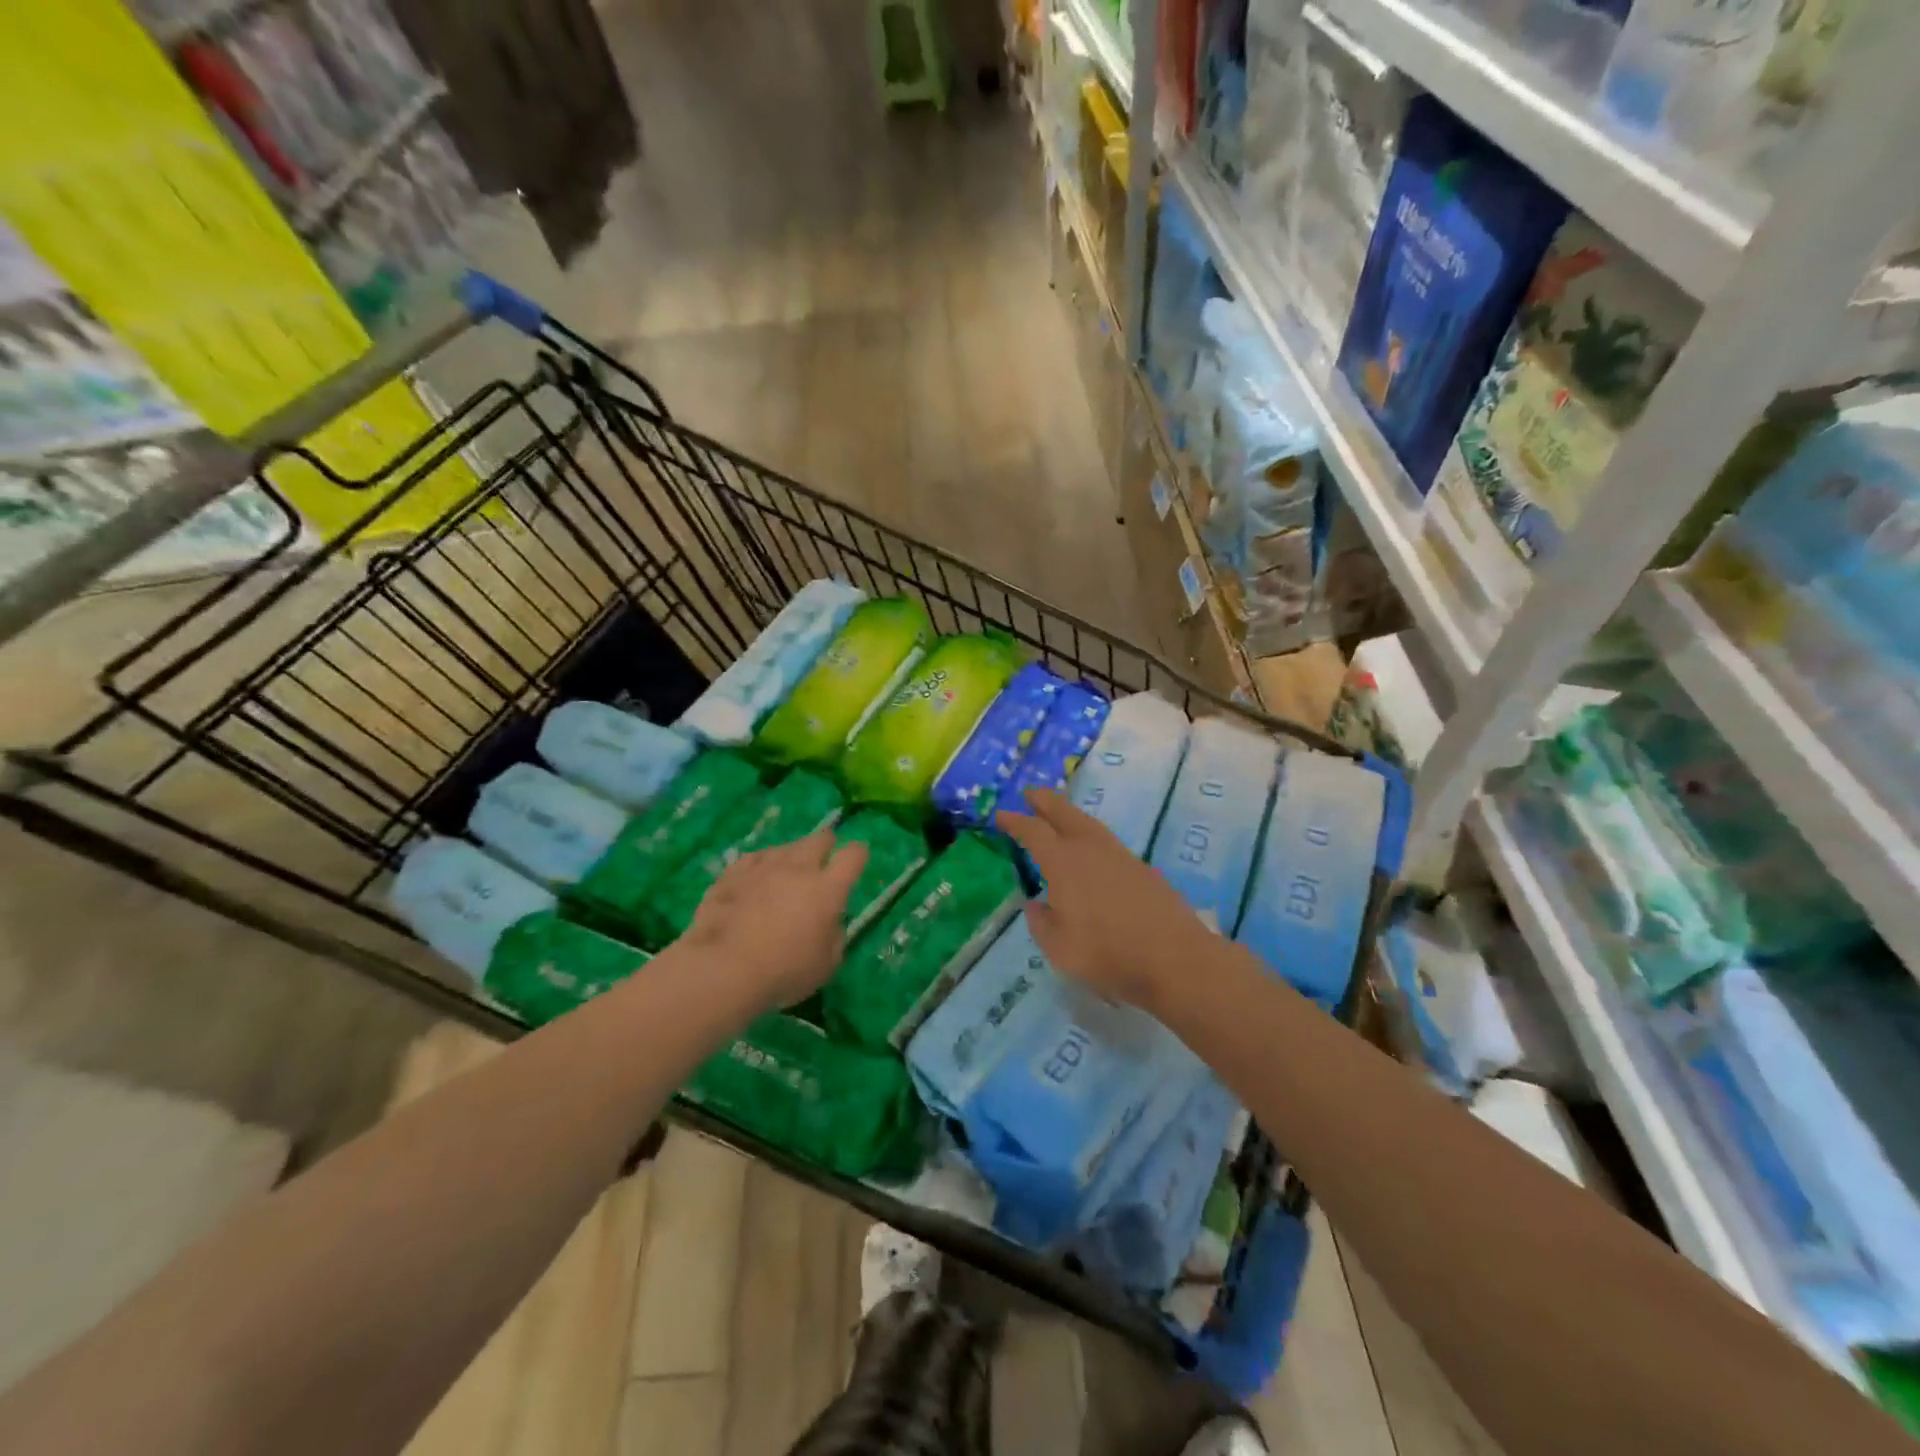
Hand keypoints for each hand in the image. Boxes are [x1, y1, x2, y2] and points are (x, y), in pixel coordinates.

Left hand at [685, 829, 867, 1011]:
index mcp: (827, 888)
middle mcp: (798, 868)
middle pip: (819, 839)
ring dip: (790, 858)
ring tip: (785, 876)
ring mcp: (762, 867)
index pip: (853, 855)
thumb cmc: (784, 971)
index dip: (857, 854)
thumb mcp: (826, 965)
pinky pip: (752, 860)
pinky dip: (758, 868)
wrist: (724, 968)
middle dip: (825, 846)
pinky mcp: (732, 873)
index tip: (857, 859)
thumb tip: (829, 922)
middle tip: (822, 863)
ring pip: (784, 847)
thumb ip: (833, 936)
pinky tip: (754, 881)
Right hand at [996, 790, 1207, 1012]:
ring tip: (1059, 815)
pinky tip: (1092, 850)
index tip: (1001, 815)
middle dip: (1045, 802)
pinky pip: (1107, 841)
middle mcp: (1091, 850)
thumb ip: (1042, 924)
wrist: (1176, 959)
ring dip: (1070, 815)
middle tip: (1030, 793)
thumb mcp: (1060, 949)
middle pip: (1065, 814)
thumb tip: (1036, 905)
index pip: (1034, 832)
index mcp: (1064, 863)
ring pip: (1090, 824)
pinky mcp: (1143, 869)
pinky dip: (1091, 835)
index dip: (1016, 822)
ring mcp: (1121, 857)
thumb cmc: (1109, 954)